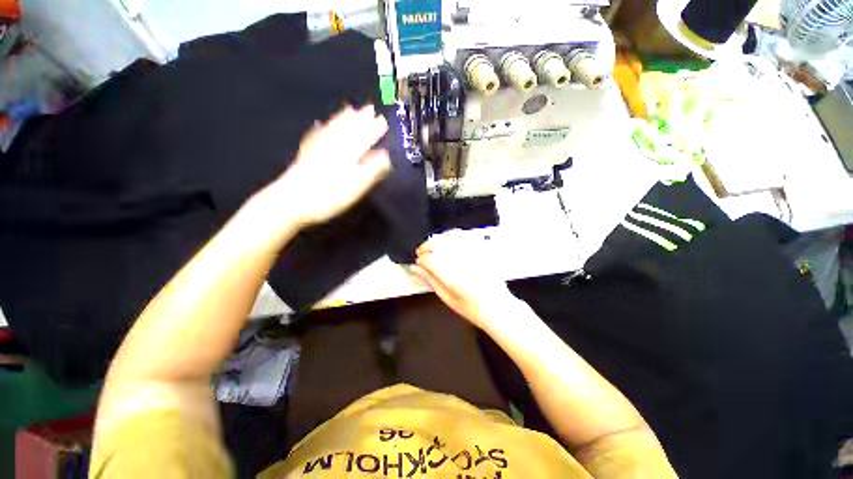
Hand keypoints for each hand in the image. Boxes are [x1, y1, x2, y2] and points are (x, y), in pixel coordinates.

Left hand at [270, 105, 390, 225]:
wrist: (290, 201)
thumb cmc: (327, 196)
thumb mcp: (355, 187)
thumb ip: (371, 170)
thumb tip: (385, 157)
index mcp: (347, 154)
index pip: (364, 138)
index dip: (374, 130)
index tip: (384, 120)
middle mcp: (333, 146)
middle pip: (349, 129)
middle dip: (361, 119)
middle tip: (370, 108)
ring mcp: (317, 149)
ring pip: (332, 129)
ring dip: (342, 119)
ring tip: (349, 109)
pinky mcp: (306, 154)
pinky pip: (315, 136)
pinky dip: (320, 128)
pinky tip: (318, 123)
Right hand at [412, 230, 518, 331]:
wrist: (498, 307)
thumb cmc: (475, 308)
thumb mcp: (447, 298)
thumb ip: (431, 280)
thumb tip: (417, 269)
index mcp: (453, 277)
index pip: (429, 259)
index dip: (420, 260)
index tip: (419, 263)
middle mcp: (463, 262)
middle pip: (438, 243)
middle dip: (426, 246)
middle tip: (422, 253)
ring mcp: (473, 254)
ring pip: (449, 236)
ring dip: (438, 240)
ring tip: (434, 248)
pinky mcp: (481, 250)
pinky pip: (464, 236)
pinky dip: (453, 237)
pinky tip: (450, 242)